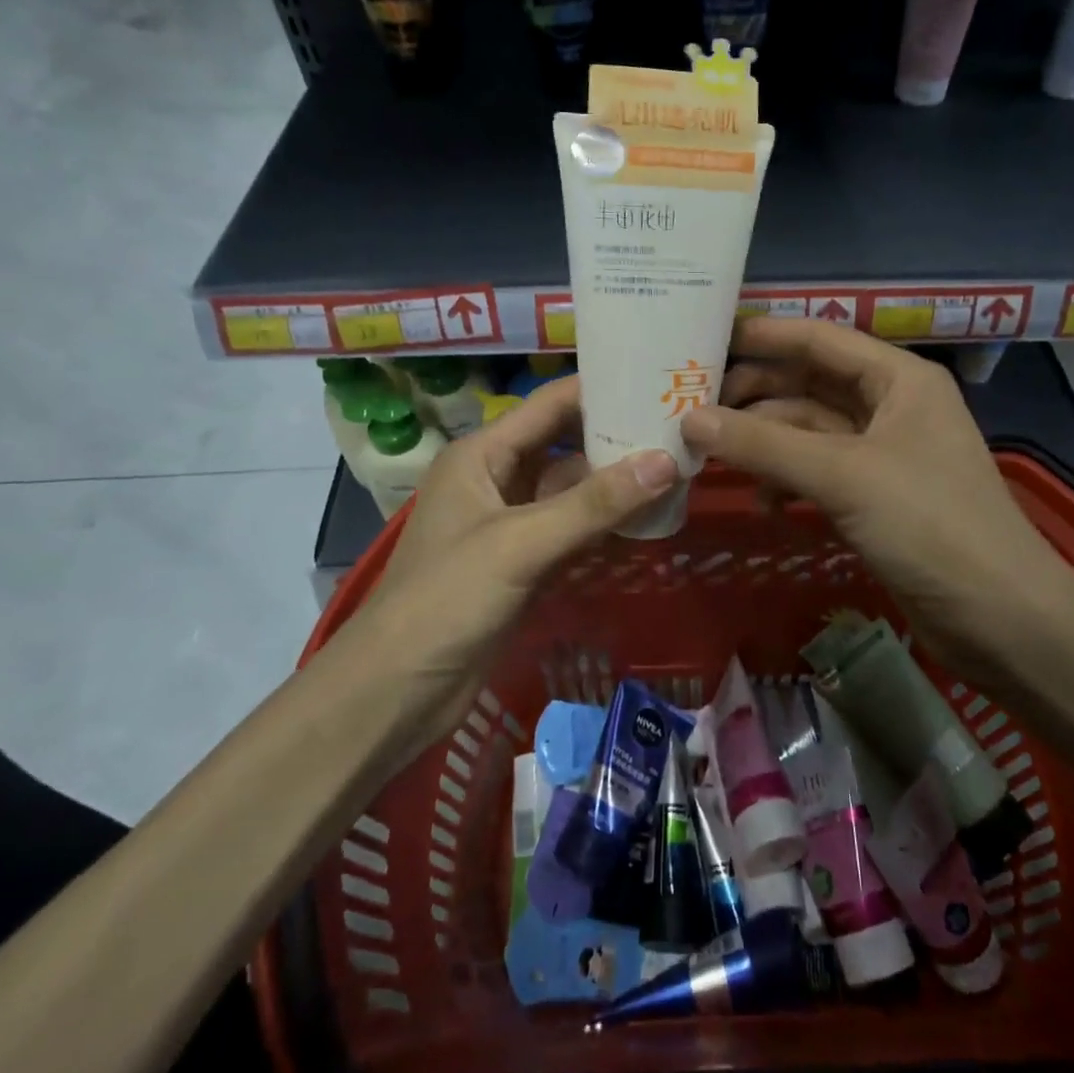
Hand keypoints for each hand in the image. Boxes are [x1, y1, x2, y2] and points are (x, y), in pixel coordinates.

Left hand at [355, 376, 678, 754]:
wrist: (395, 691)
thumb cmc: (447, 599)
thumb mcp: (522, 544)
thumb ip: (594, 504)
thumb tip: (667, 461)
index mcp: (482, 455)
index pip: (549, 405)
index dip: (599, 389)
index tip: (656, 381)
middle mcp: (495, 479)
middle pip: (563, 444)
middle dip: (614, 437)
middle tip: (678, 428)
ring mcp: (507, 523)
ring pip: (569, 490)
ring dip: (613, 483)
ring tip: (674, 468)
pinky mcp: (520, 563)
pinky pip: (569, 529)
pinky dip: (602, 523)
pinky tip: (645, 518)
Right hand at [680, 318, 1073, 660]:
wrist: (1001, 619)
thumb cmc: (930, 525)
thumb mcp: (842, 475)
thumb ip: (763, 444)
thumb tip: (689, 419)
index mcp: (898, 379)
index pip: (820, 338)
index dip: (764, 335)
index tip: (707, 338)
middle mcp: (891, 407)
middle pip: (808, 386)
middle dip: (755, 397)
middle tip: (695, 409)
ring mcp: (882, 455)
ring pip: (808, 433)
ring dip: (765, 444)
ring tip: (715, 459)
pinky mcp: (874, 499)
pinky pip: (816, 474)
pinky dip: (787, 483)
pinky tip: (765, 504)